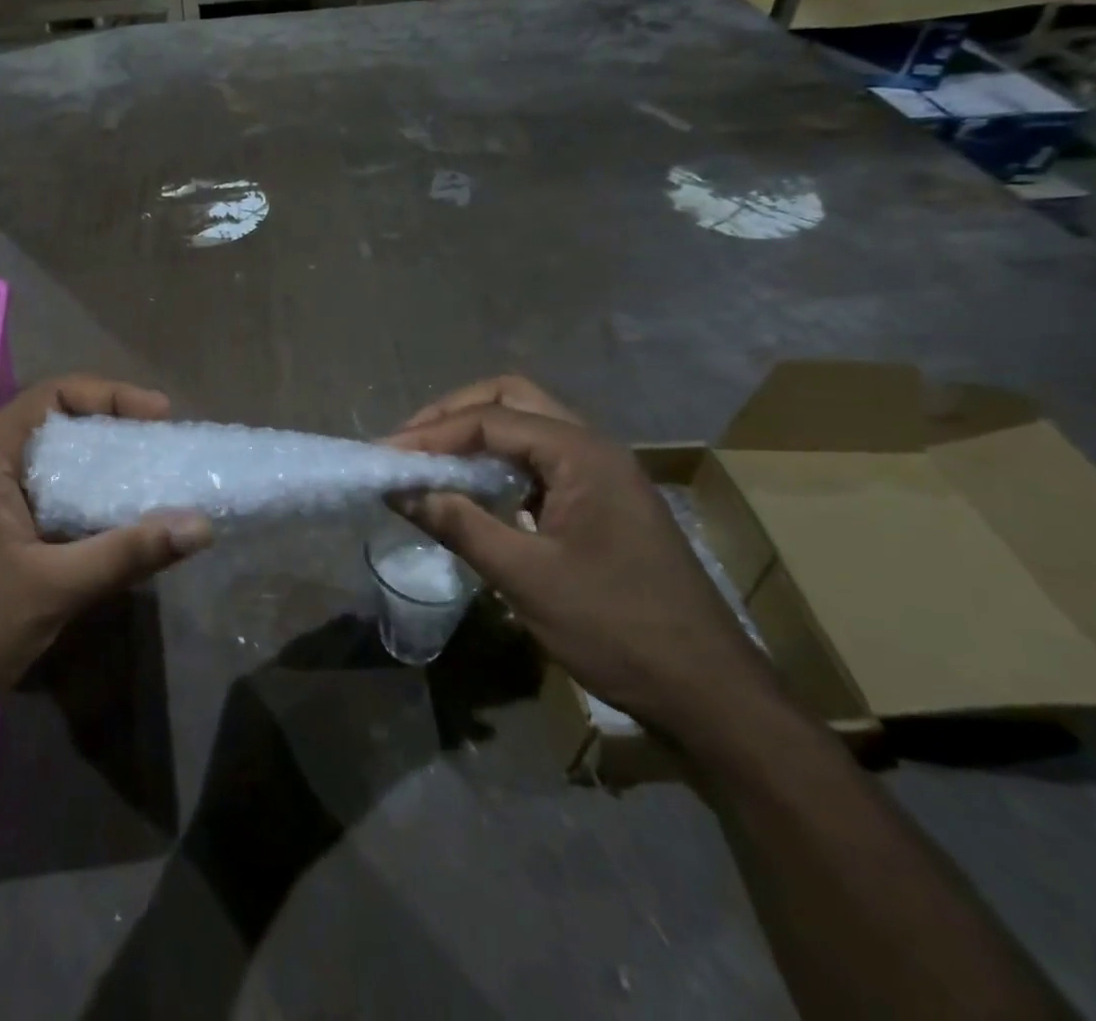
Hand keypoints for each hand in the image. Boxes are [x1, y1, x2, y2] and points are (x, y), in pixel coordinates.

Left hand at [0, 377, 211, 757]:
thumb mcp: (53, 588)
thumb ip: (128, 552)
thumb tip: (202, 525)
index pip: (54, 395)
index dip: (110, 395)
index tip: (161, 417)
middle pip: (57, 428)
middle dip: (114, 434)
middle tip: (165, 450)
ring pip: (55, 470)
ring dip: (103, 474)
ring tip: (155, 485)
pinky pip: (49, 506)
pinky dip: (87, 508)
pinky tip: (121, 530)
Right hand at [388, 375, 782, 742]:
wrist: (711, 695)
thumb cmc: (617, 629)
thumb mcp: (526, 577)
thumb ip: (458, 524)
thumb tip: (398, 490)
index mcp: (581, 454)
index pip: (490, 420)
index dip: (431, 434)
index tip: (384, 456)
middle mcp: (594, 448)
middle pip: (512, 399)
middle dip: (454, 414)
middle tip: (409, 444)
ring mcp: (601, 475)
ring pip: (527, 427)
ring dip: (475, 435)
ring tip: (428, 461)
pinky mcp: (601, 503)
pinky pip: (539, 461)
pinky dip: (497, 463)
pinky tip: (472, 492)